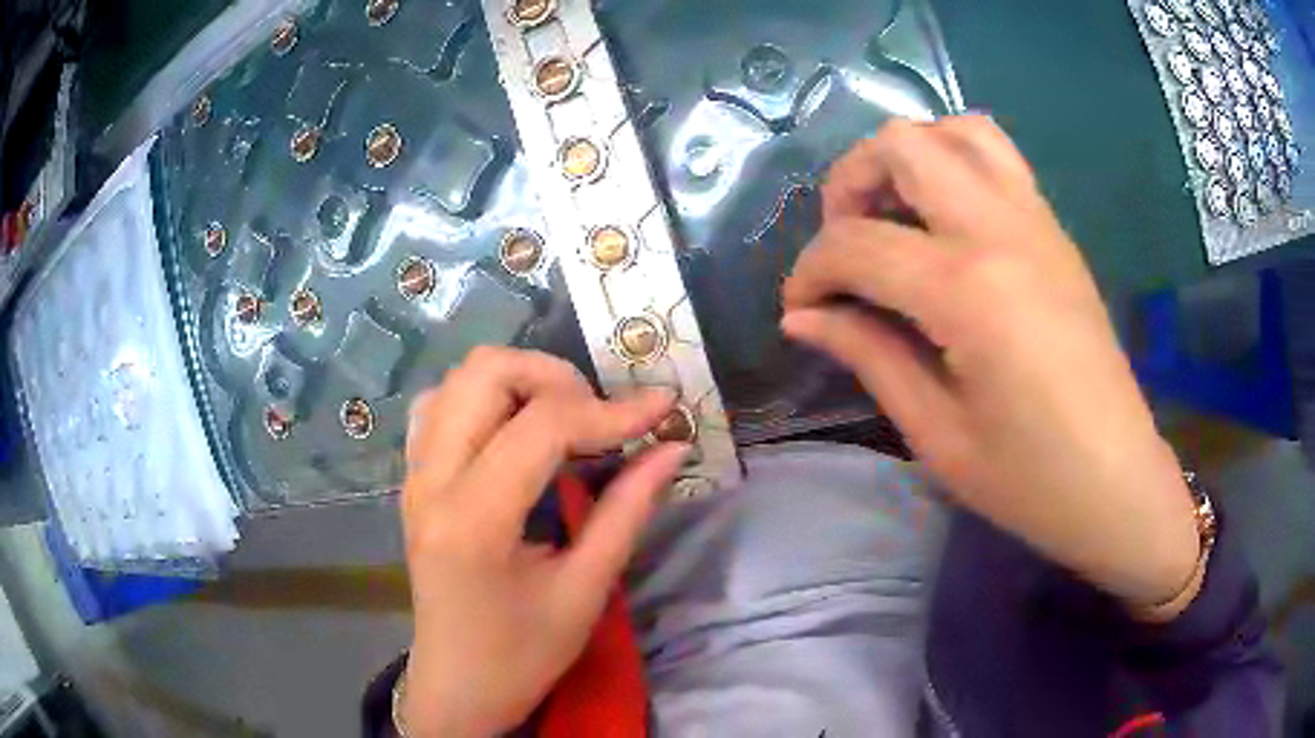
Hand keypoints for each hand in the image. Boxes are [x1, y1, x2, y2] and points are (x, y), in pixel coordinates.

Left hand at [400, 347, 686, 735]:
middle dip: (555, 377)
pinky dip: (485, 399)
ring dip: (520, 382)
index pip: (542, 426)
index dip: (610, 410)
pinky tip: (516, 432)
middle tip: (599, 415)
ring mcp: (415, 475)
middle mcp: (432, 481)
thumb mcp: (585, 591)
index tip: (661, 409)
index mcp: (474, 520)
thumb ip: (627, 510)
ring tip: (564, 420)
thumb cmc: (523, 655)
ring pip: (459, 379)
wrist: (457, 685)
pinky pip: (441, 405)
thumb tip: (673, 447)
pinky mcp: (414, 480)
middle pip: (485, 373)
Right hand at [781, 117, 1199, 611]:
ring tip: (895, 216)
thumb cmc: (1028, 478)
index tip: (800, 309)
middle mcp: (1002, 230)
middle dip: (851, 182)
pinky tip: (944, 226)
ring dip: (908, 159)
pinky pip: (997, 158)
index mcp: (968, 290)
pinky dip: (953, 165)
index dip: (811, 271)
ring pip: (956, 130)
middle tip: (846, 244)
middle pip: (903, 144)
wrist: (1117, 482)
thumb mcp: (936, 433)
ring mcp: (1037, 221)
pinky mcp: (1056, 232)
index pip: (858, 244)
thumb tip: (802, 316)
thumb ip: (868, 355)